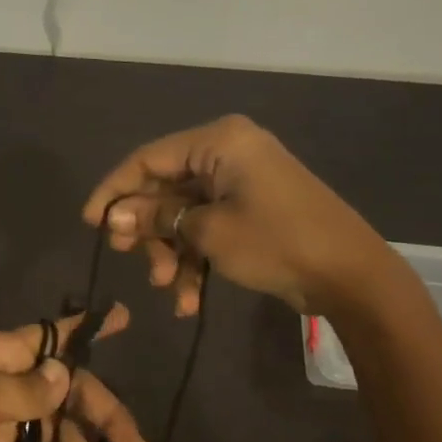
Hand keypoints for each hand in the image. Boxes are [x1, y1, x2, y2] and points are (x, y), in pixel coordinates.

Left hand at [0, 305, 151, 441]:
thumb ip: (28, 390)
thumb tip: (66, 374)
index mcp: (5, 357)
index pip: (54, 336)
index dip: (87, 329)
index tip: (124, 319)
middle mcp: (13, 386)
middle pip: (73, 396)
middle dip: (106, 420)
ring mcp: (10, 426)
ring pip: (63, 438)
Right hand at [82, 115, 396, 316]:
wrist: (352, 276)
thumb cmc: (276, 242)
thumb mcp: (207, 231)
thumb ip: (156, 218)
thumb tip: (113, 217)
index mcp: (218, 142)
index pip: (147, 159)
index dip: (114, 191)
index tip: (90, 223)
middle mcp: (226, 154)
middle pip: (164, 188)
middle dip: (148, 230)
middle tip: (130, 259)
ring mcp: (239, 183)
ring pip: (183, 214)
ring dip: (171, 253)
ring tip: (167, 288)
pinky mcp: (249, 210)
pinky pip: (207, 228)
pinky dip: (195, 259)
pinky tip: (188, 299)